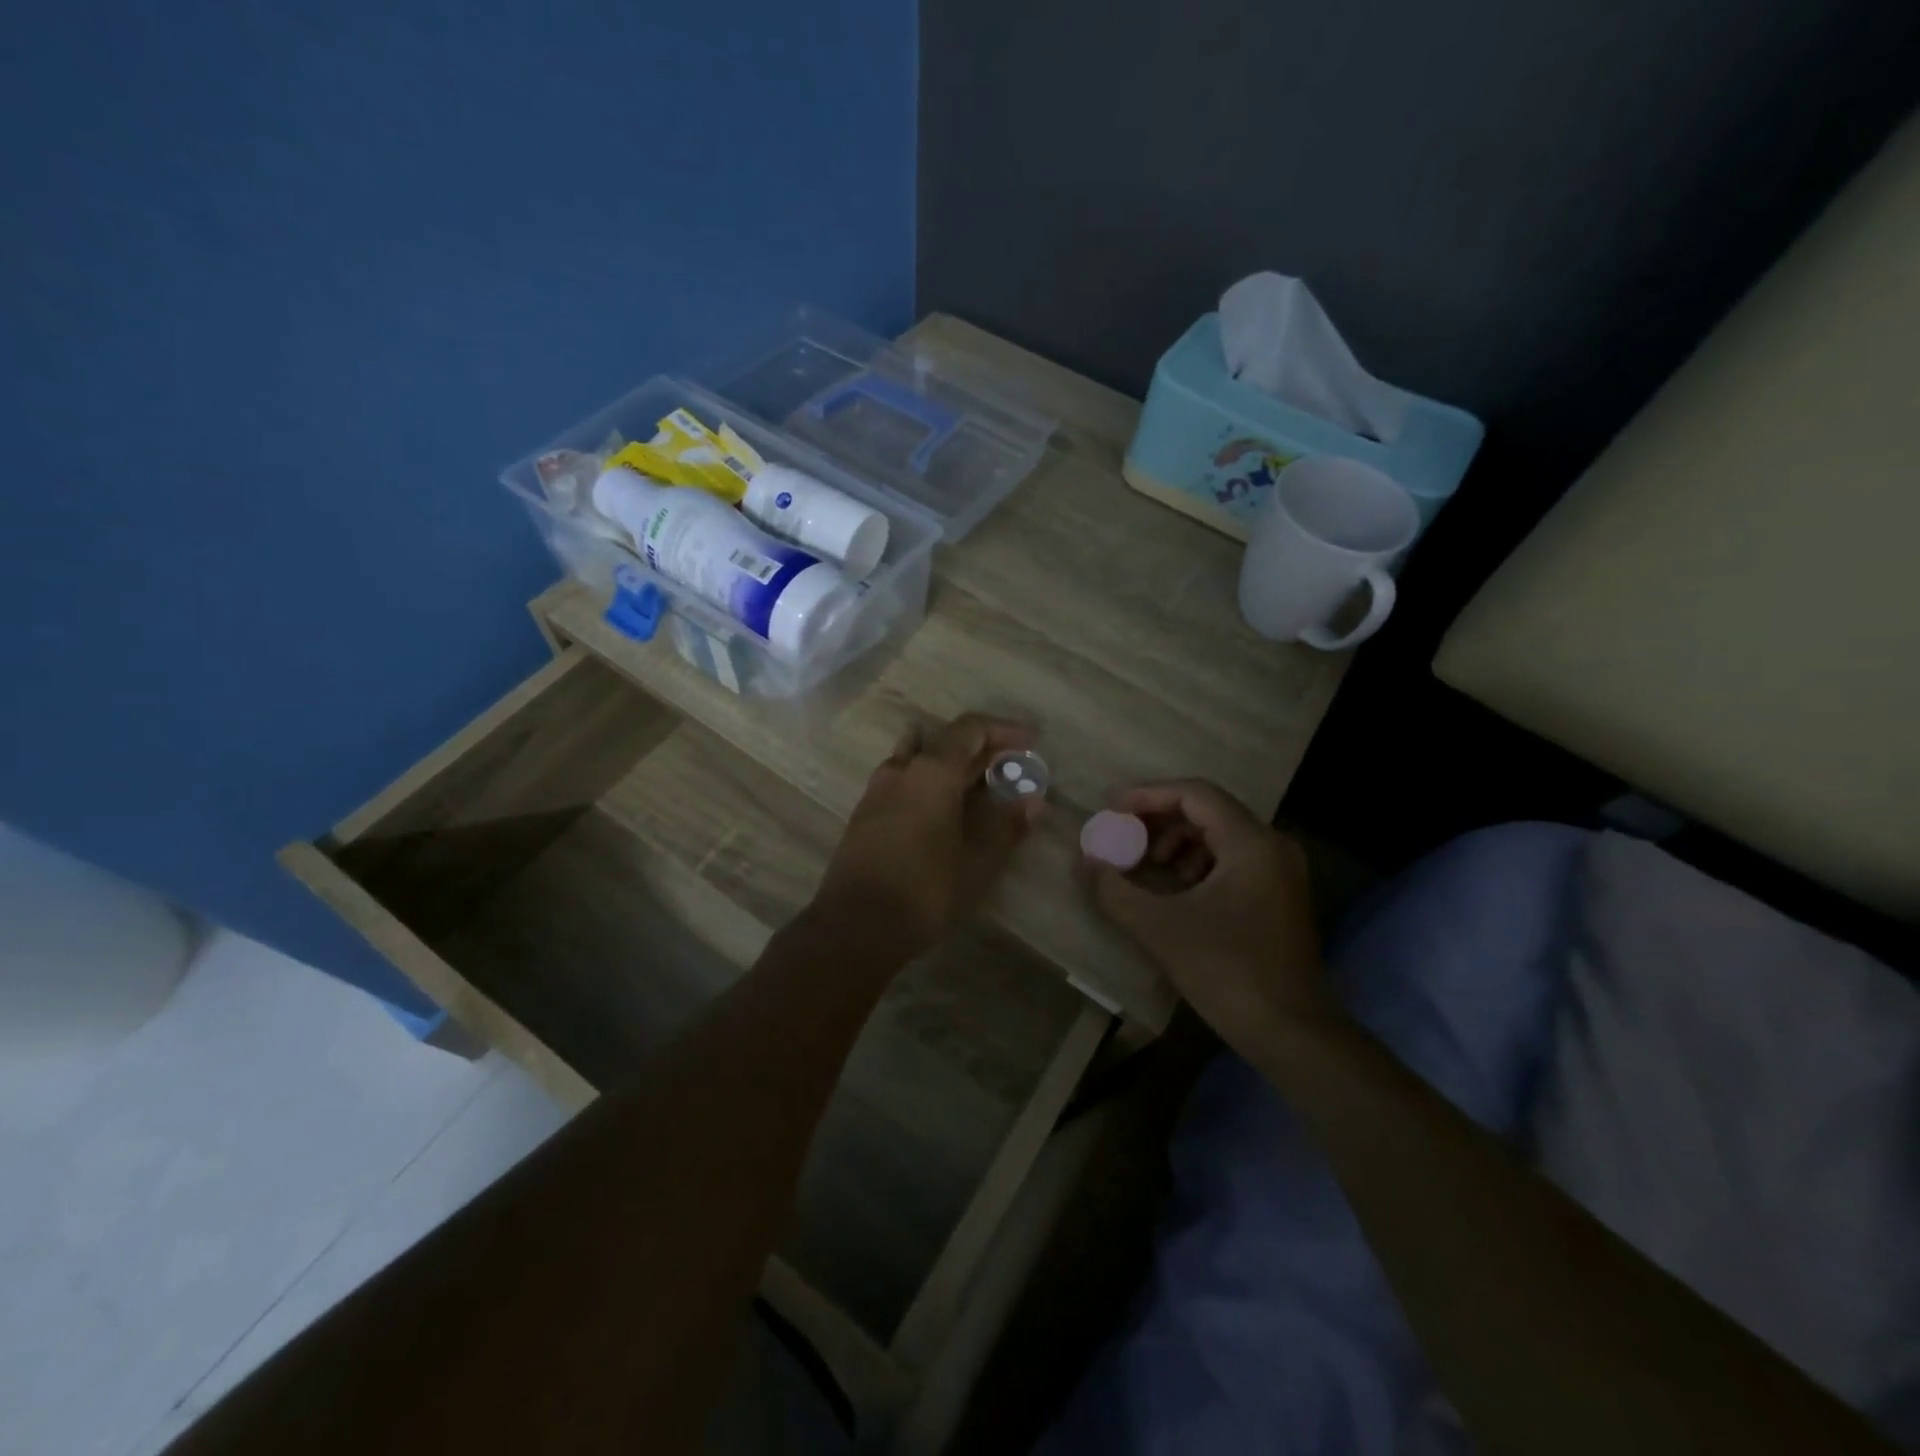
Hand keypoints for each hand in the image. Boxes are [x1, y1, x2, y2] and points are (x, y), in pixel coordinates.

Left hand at [812, 714, 1041, 956]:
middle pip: (945, 740)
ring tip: (978, 782)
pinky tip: (943, 806)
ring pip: (919, 756)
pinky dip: (929, 779)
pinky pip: (904, 777)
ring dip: (951, 761)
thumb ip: (1007, 826)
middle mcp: (902, 768)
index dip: (1003, 730)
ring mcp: (878, 788)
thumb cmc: (925, 891)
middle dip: (981, 748)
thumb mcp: (978, 863)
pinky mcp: (866, 811)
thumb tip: (1033, 801)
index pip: (970, 729)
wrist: (854, 926)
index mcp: (932, 771)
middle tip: (1011, 766)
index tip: (1031, 741)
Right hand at [1082, 780, 1331, 1051]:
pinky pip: (1232, 859)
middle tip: (1123, 838)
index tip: (1111, 808)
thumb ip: (1115, 890)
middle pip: (1208, 811)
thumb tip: (1084, 863)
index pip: (1195, 794)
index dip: (1148, 796)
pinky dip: (1197, 864)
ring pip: (1219, 835)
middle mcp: (1272, 846)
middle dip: (1159, 821)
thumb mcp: (1161, 928)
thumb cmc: (1227, 972)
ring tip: (1146, 867)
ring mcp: (1280, 871)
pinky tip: (1175, 891)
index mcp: (1251, 843)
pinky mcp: (1280, 895)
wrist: (1292, 1033)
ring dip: (1177, 843)